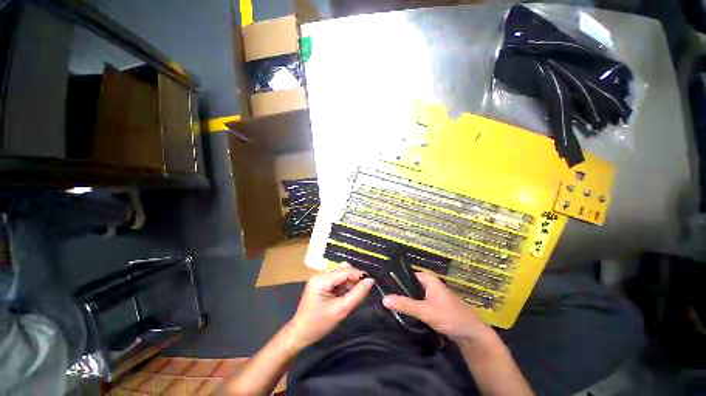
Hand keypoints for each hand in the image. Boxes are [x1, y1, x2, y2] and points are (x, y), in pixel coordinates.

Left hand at [287, 264, 373, 348]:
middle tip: (362, 290)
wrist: (300, 334)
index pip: (345, 270)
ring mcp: (319, 277)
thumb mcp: (341, 310)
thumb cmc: (319, 324)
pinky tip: (346, 294)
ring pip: (341, 272)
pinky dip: (344, 284)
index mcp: (321, 279)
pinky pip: (337, 278)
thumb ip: (357, 294)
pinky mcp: (321, 282)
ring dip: (350, 280)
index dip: (359, 275)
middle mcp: (320, 274)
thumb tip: (371, 281)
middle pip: (343, 268)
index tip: (371, 283)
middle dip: (354, 277)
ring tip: (354, 294)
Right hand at [382, 271, 492, 343]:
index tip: (382, 288)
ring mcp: (431, 295)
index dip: (394, 281)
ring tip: (388, 305)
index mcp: (427, 279)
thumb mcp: (426, 310)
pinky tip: (401, 312)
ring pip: (413, 295)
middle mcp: (428, 284)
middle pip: (409, 286)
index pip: (406, 276)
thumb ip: (405, 305)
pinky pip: (417, 303)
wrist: (472, 334)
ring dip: (404, 301)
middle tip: (383, 298)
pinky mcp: (433, 306)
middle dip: (398, 292)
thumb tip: (384, 298)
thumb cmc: (450, 317)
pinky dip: (411, 307)